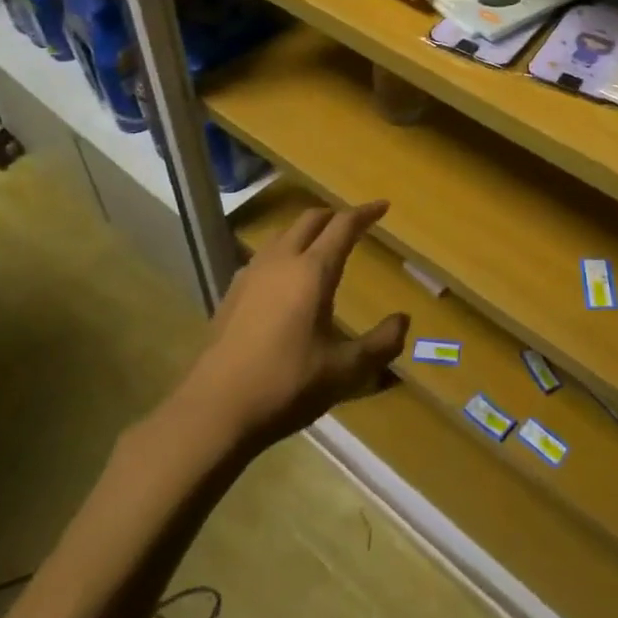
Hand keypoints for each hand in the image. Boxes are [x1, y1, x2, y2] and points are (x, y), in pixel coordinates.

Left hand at [172, 202, 407, 452]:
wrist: (214, 411)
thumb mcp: (344, 371)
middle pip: (310, 220)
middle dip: (334, 216)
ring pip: (283, 235)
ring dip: (306, 231)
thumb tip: (404, 320)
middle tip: (353, 224)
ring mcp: (251, 275)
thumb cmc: (286, 385)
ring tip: (320, 246)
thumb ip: (380, 344)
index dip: (365, 213)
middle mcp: (281, 262)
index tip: (383, 206)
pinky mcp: (231, 293)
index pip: (343, 226)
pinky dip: (283, 252)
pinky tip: (284, 279)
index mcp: (313, 271)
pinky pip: (264, 256)